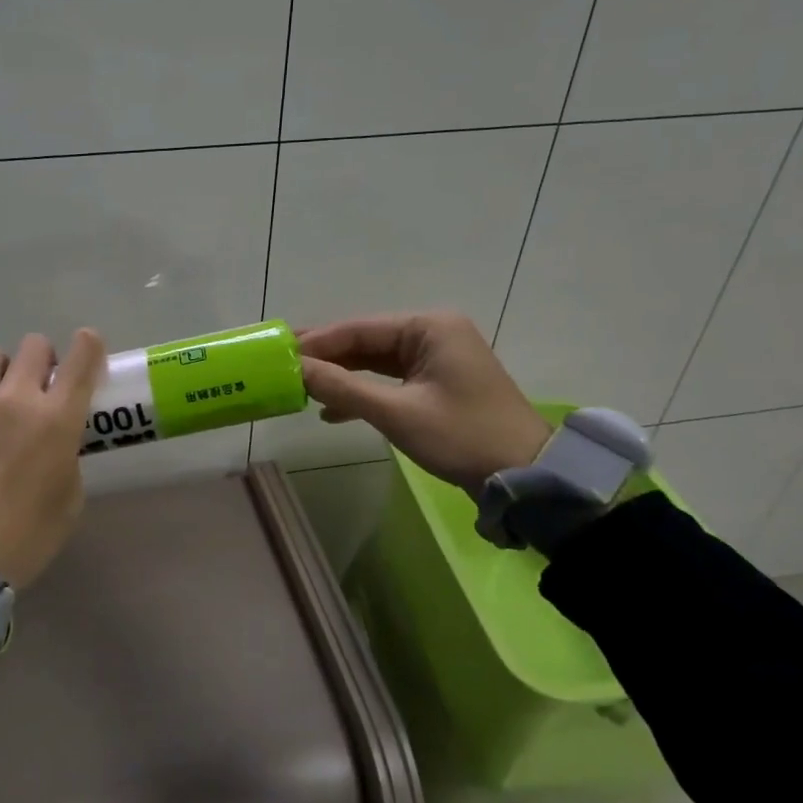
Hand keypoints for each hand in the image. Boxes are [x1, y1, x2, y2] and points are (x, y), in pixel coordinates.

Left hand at [0, 330, 105, 589]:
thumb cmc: (27, 537)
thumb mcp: (69, 499)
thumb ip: (66, 457)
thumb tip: (55, 443)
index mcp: (57, 419)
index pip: (82, 360)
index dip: (89, 345)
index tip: (87, 347)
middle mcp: (16, 399)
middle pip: (34, 345)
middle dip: (42, 358)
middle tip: (38, 383)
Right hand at [297, 312, 551, 491]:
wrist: (523, 475)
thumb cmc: (461, 436)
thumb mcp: (396, 412)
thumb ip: (343, 387)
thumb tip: (295, 369)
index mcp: (429, 327)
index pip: (359, 329)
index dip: (317, 342)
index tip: (279, 353)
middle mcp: (434, 333)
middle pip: (366, 342)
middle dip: (327, 358)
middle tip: (283, 368)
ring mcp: (438, 359)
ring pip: (376, 362)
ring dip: (343, 377)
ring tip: (301, 390)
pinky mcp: (439, 383)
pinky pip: (391, 380)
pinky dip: (364, 393)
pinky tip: (333, 411)